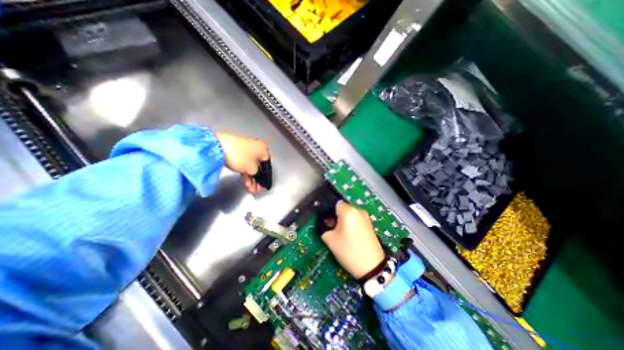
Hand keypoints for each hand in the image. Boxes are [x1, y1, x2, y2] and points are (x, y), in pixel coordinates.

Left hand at [216, 133, 269, 194]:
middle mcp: (257, 147)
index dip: (267, 178)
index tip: (266, 186)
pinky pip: (245, 164)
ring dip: (252, 178)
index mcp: (264, 149)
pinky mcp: (237, 152)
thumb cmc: (240, 156)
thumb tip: (259, 177)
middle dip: (258, 179)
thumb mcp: (253, 169)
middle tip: (257, 189)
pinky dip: (246, 173)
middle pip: (259, 167)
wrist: (218, 147)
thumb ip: (259, 175)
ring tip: (250, 188)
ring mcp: (247, 149)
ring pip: (251, 167)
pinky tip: (246, 182)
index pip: (268, 166)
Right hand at [321, 203, 385, 278]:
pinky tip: (349, 236)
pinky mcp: (370, 224)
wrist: (372, 266)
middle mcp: (358, 210)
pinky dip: (351, 224)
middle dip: (336, 216)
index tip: (326, 222)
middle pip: (342, 208)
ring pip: (349, 214)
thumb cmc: (348, 250)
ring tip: (341, 234)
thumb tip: (325, 222)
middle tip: (332, 229)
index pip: (335, 204)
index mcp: (348, 211)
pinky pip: (356, 219)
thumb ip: (324, 227)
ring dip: (343, 220)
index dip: (328, 212)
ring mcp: (365, 217)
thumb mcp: (330, 239)